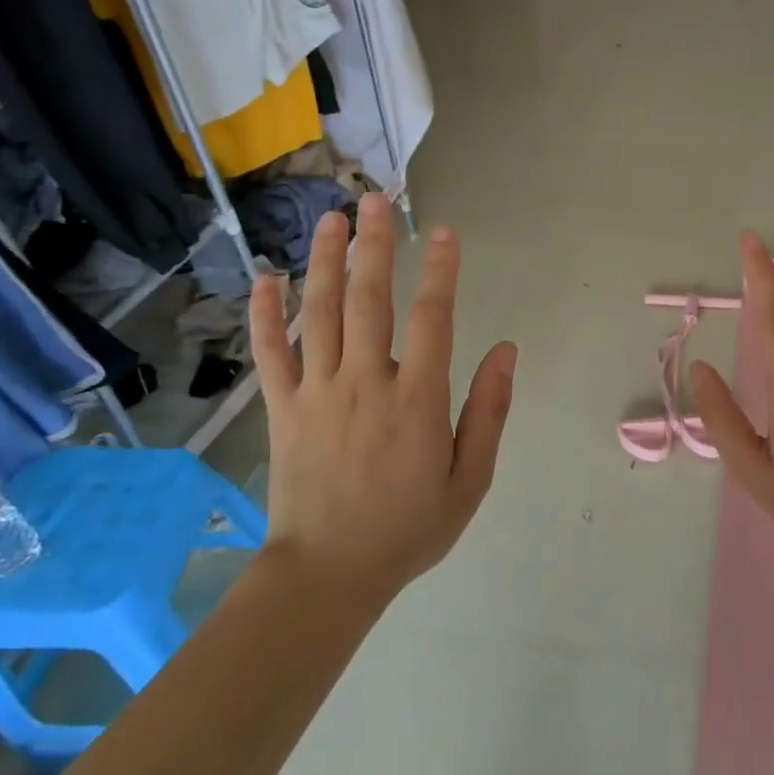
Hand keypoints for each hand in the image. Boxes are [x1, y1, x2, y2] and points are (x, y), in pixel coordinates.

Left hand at [248, 192, 517, 603]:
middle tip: (379, 200)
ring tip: (333, 218)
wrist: (328, 574)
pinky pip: (271, 352)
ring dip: (327, 261)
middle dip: (377, 245)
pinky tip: (268, 277)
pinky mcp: (282, 409)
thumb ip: (489, 411)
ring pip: (321, 313)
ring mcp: (318, 392)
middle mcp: (366, 382)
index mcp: (418, 400)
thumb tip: (506, 351)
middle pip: (370, 299)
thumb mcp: (471, 479)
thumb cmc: (409, 528)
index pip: (432, 318)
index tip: (446, 233)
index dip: (442, 271)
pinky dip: (267, 313)